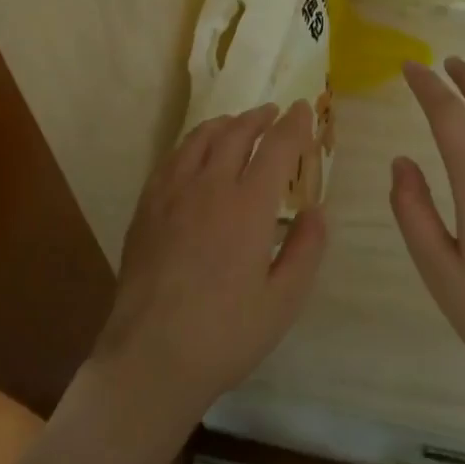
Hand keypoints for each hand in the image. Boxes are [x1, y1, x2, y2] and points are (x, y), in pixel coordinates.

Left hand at [91, 101, 327, 430]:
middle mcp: (210, 186)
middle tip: (273, 112)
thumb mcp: (283, 301)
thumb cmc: (226, 333)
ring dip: (224, 124)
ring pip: (200, 139)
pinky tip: (196, 153)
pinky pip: (173, 158)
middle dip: (258, 117)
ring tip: (237, 123)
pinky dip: (192, 143)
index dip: (294, 124)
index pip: (276, 147)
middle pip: (236, 133)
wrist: (151, 354)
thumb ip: (306, 249)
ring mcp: (172, 193)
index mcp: (248, 206)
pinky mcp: (147, 206)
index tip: (304, 109)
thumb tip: (317, 209)